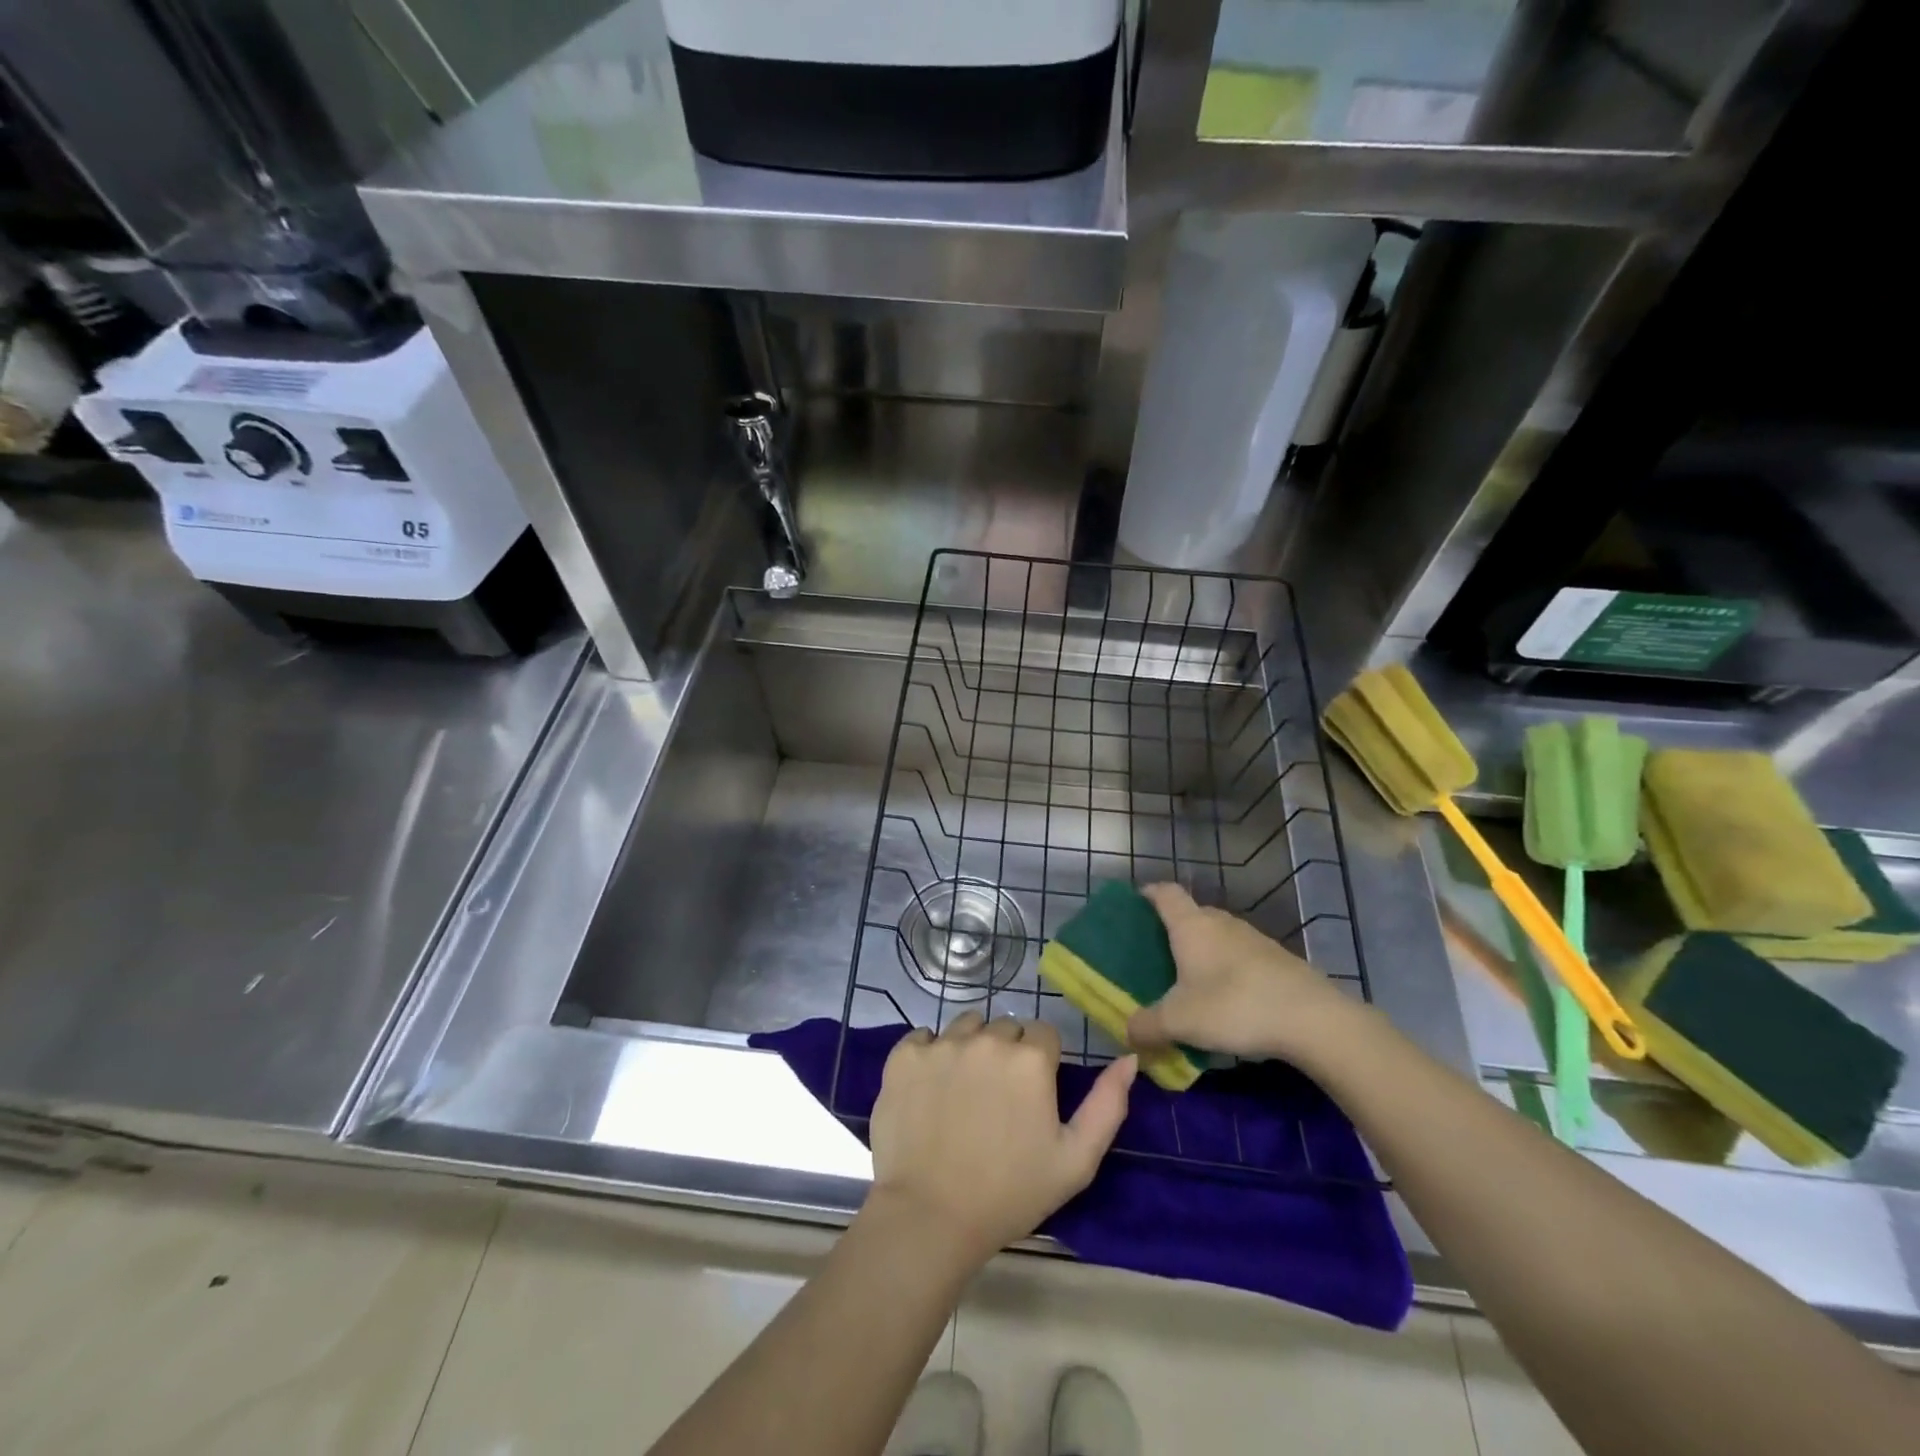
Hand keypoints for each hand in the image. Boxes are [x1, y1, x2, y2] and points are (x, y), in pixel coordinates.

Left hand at [866, 1012, 1137, 1268]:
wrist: (930, 1217)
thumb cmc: (1010, 1193)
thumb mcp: (1076, 1160)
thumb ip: (1107, 1105)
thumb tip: (1130, 1058)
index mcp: (1030, 1060)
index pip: (1043, 1035)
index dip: (1041, 1064)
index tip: (1031, 1097)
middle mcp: (987, 1039)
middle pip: (1005, 1029)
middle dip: (1007, 1054)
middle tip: (997, 1101)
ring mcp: (941, 1045)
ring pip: (966, 1027)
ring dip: (970, 1049)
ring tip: (963, 1094)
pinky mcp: (904, 1056)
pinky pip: (923, 1038)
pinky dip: (929, 1056)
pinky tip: (930, 1090)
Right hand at [1127, 883, 1357, 1060]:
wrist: (1312, 1019)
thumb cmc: (1233, 1006)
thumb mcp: (1179, 1022)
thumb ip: (1146, 1026)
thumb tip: (1128, 1033)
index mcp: (1191, 925)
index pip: (1164, 893)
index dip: (1148, 894)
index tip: (1134, 905)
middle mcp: (1221, 922)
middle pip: (1192, 913)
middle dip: (1174, 929)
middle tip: (1158, 954)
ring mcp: (1254, 938)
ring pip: (1219, 935)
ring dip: (1204, 951)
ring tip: (1192, 980)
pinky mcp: (1278, 959)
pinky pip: (1242, 955)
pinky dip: (1229, 968)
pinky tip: (1229, 998)